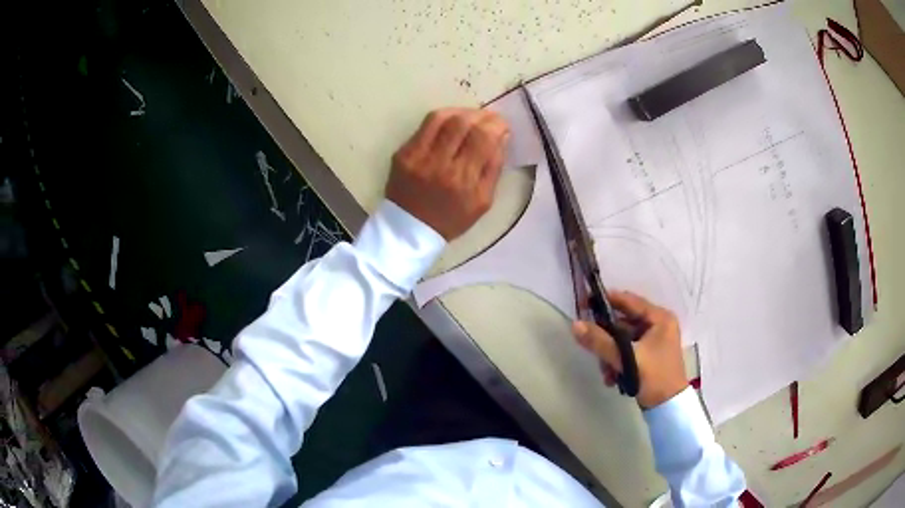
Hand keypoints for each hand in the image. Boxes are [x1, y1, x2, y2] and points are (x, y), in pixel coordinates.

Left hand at [386, 108, 509, 239]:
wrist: (410, 229)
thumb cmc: (451, 218)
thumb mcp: (483, 201)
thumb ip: (494, 167)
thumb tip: (500, 136)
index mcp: (464, 180)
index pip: (483, 138)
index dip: (496, 124)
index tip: (501, 125)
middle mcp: (440, 165)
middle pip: (464, 122)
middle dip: (481, 115)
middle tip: (488, 119)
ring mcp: (418, 157)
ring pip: (443, 118)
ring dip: (462, 112)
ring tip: (470, 117)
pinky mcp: (403, 153)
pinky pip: (425, 125)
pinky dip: (443, 117)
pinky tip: (451, 122)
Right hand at [572, 291, 686, 408]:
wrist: (668, 407)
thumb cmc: (654, 377)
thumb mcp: (627, 358)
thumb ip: (601, 341)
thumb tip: (576, 325)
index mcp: (660, 318)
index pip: (629, 301)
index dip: (607, 301)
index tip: (585, 303)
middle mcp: (659, 325)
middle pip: (624, 322)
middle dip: (607, 339)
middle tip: (593, 348)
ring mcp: (654, 341)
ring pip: (623, 339)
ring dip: (611, 355)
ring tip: (606, 373)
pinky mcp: (649, 355)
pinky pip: (627, 351)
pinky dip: (618, 362)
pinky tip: (612, 378)